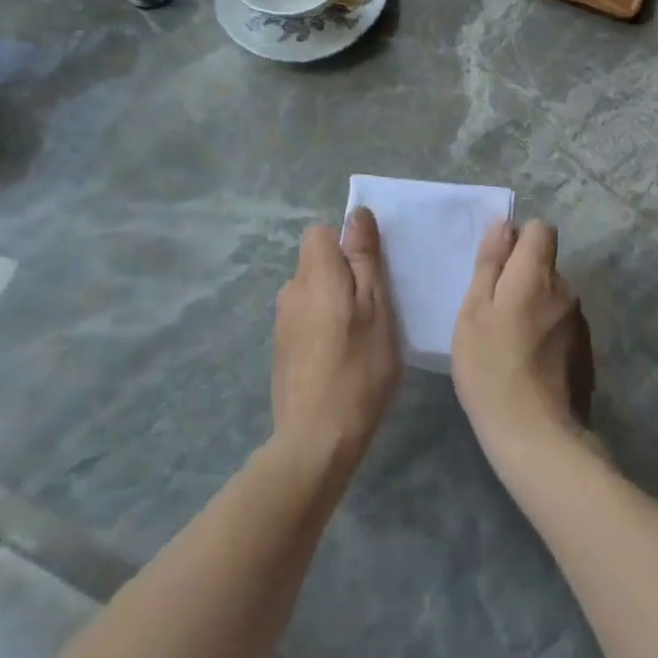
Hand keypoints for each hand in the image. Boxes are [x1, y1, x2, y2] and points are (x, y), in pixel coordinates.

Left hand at [271, 208, 401, 472]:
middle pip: (316, 264)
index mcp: (314, 274)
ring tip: (358, 340)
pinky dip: (322, 330)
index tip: (368, 273)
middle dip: (342, 277)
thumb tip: (356, 214)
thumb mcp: (376, 307)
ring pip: (311, 294)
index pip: (320, 233)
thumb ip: (364, 259)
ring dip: (332, 305)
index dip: (345, 245)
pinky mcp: (281, 352)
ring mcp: (281, 324)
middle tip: (373, 310)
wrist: (315, 442)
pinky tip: (339, 361)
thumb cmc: (357, 368)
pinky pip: (305, 321)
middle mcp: (290, 291)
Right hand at [452, 220, 594, 477]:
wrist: (536, 439)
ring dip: (534, 307)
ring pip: (553, 298)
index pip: (540, 230)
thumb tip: (503, 225)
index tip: (497, 266)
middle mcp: (566, 290)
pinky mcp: (585, 355)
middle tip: (492, 312)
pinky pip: (561, 327)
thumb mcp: (474, 311)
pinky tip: (528, 366)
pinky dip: (546, 335)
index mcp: (537, 274)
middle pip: (545, 265)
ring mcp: (579, 324)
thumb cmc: (492, 367)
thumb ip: (490, 264)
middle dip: (522, 276)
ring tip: (509, 343)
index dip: (518, 239)